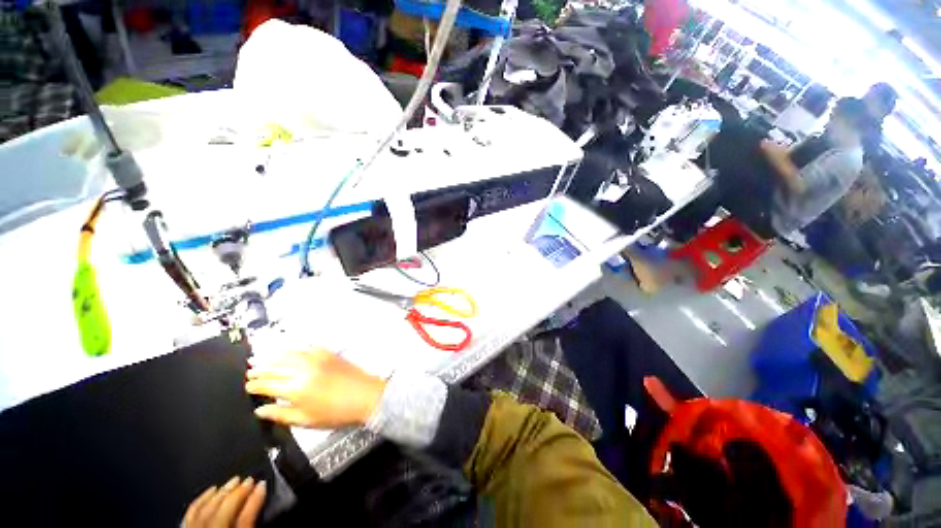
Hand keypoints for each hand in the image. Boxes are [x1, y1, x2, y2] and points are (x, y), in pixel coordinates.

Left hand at [184, 477, 265, 527]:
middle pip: (226, 506)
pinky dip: (202, 498)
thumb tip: (261, 497)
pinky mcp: (185, 527)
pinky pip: (192, 511)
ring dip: (222, 491)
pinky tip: (211, 490)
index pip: (246, 515)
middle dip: (239, 491)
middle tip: (250, 478)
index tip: (264, 484)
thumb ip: (251, 520)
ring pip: (208, 506)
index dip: (257, 498)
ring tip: (233, 480)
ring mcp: (195, 527)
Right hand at [246, 349, 386, 428]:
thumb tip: (260, 410)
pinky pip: (306, 347)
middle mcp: (303, 370)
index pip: (267, 384)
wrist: (365, 396)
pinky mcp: (328, 353)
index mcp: (295, 389)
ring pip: (289, 354)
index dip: (255, 385)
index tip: (247, 386)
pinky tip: (288, 350)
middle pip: (275, 367)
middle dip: (260, 369)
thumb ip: (280, 414)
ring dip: (273, 357)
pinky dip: (294, 349)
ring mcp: (316, 358)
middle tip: (250, 370)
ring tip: (263, 359)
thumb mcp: (305, 420)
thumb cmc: (336, 413)